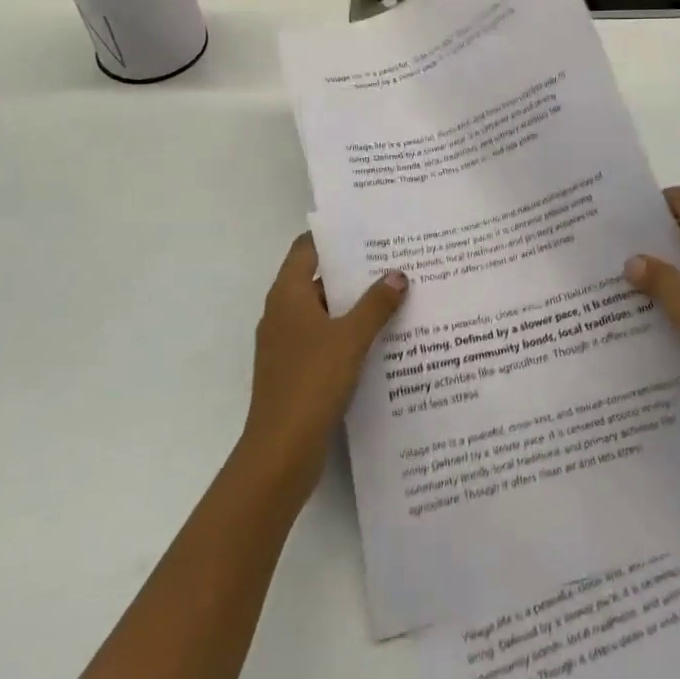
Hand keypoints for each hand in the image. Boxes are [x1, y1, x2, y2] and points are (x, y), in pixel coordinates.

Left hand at [237, 234, 407, 496]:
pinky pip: (326, 339)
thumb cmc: (311, 382)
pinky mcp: (297, 371)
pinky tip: (382, 337)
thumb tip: (398, 274)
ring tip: (397, 293)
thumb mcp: (350, 338)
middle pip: (318, 279)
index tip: (368, 227)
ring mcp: (288, 344)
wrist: (281, 451)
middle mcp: (283, 314)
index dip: (334, 236)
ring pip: (325, 312)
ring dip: (355, 304)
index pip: (307, 249)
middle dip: (354, 270)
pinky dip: (350, 333)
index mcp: (287, 296)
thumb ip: (376, 304)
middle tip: (394, 258)